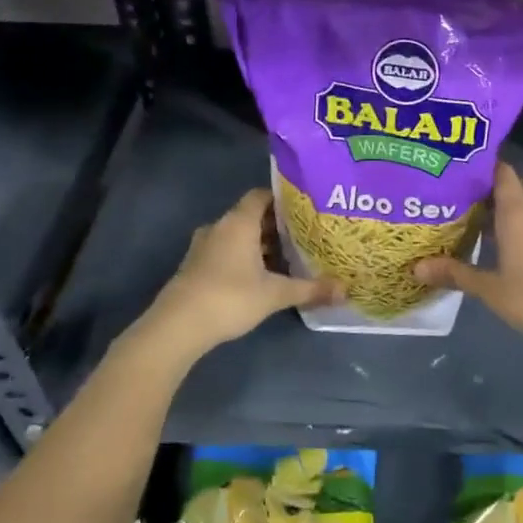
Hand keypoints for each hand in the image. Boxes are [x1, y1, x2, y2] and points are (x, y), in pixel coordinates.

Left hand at [139, 190, 337, 355]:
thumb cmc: (230, 297)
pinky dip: (242, 258)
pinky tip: (260, 277)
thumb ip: (310, 289)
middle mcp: (220, 227)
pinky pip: (225, 252)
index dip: (282, 199)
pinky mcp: (195, 267)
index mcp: (239, 222)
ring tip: (286, 258)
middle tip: (303, 236)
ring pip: (237, 236)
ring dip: (258, 245)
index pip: (261, 195)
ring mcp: (203, 247)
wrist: (177, 327)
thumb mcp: (276, 294)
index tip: (304, 209)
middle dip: (275, 226)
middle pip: (251, 216)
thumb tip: (345, 290)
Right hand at [416, 163, 522, 363]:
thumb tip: (417, 267)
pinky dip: (521, 224)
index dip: (483, 165)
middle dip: (491, 189)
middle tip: (460, 195)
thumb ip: (455, 273)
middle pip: (515, 188)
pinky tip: (503, 242)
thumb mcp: (490, 289)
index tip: (459, 166)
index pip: (502, 172)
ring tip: (476, 217)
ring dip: (507, 209)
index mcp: (519, 212)